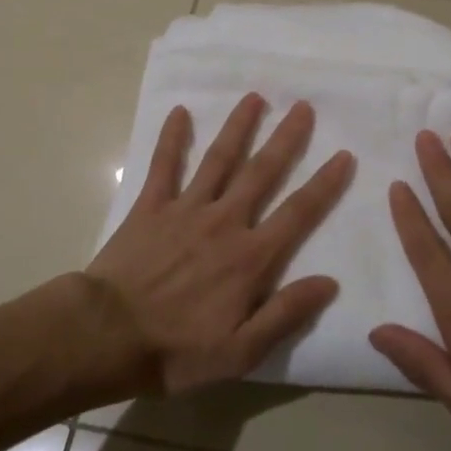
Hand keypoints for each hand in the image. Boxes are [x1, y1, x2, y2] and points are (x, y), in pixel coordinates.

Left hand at [84, 93, 352, 394]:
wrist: (106, 336)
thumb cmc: (177, 350)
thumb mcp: (241, 352)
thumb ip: (286, 314)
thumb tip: (329, 282)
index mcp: (250, 257)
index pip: (298, 213)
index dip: (324, 184)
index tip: (343, 154)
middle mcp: (224, 222)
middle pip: (261, 172)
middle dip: (285, 139)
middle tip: (303, 106)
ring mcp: (185, 209)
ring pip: (218, 159)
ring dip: (238, 127)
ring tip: (255, 97)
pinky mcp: (150, 206)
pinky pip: (164, 165)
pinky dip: (172, 138)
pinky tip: (180, 111)